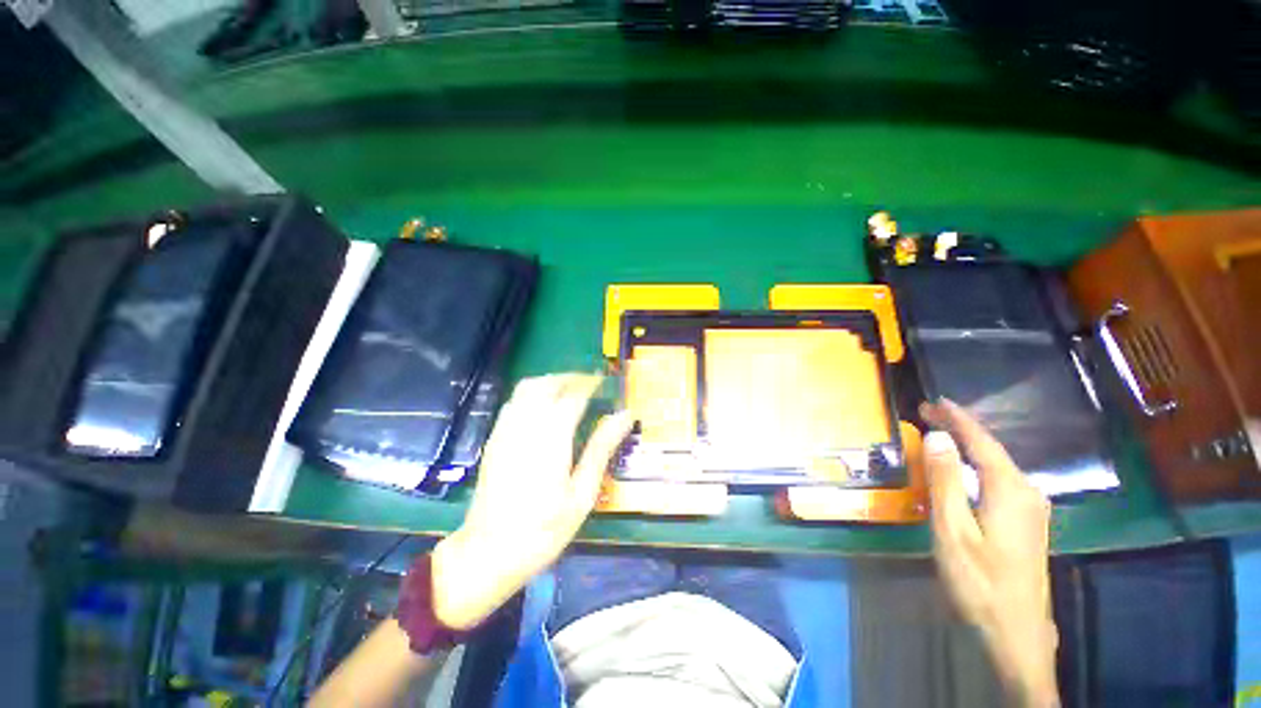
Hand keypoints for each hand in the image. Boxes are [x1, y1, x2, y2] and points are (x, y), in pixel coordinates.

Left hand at [431, 374, 634, 629]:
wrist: (488, 553)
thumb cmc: (544, 529)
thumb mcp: (582, 493)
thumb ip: (602, 448)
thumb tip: (624, 416)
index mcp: (551, 437)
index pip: (573, 396)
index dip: (591, 384)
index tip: (606, 381)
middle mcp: (525, 425)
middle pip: (546, 384)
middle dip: (570, 378)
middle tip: (590, 384)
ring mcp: (505, 430)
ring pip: (527, 388)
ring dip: (551, 382)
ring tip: (571, 392)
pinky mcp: (494, 439)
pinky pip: (514, 402)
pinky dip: (533, 394)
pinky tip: (544, 409)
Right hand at [921, 399, 1058, 707]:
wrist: (1016, 632)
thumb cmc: (979, 581)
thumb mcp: (953, 530)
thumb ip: (945, 481)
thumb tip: (938, 436)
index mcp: (1010, 490)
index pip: (982, 442)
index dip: (958, 419)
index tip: (936, 400)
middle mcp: (1027, 492)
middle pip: (992, 450)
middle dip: (961, 429)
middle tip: (929, 414)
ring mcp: (1032, 509)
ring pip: (998, 465)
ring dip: (969, 446)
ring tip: (942, 435)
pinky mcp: (1028, 523)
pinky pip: (1000, 480)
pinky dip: (978, 465)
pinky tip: (966, 469)